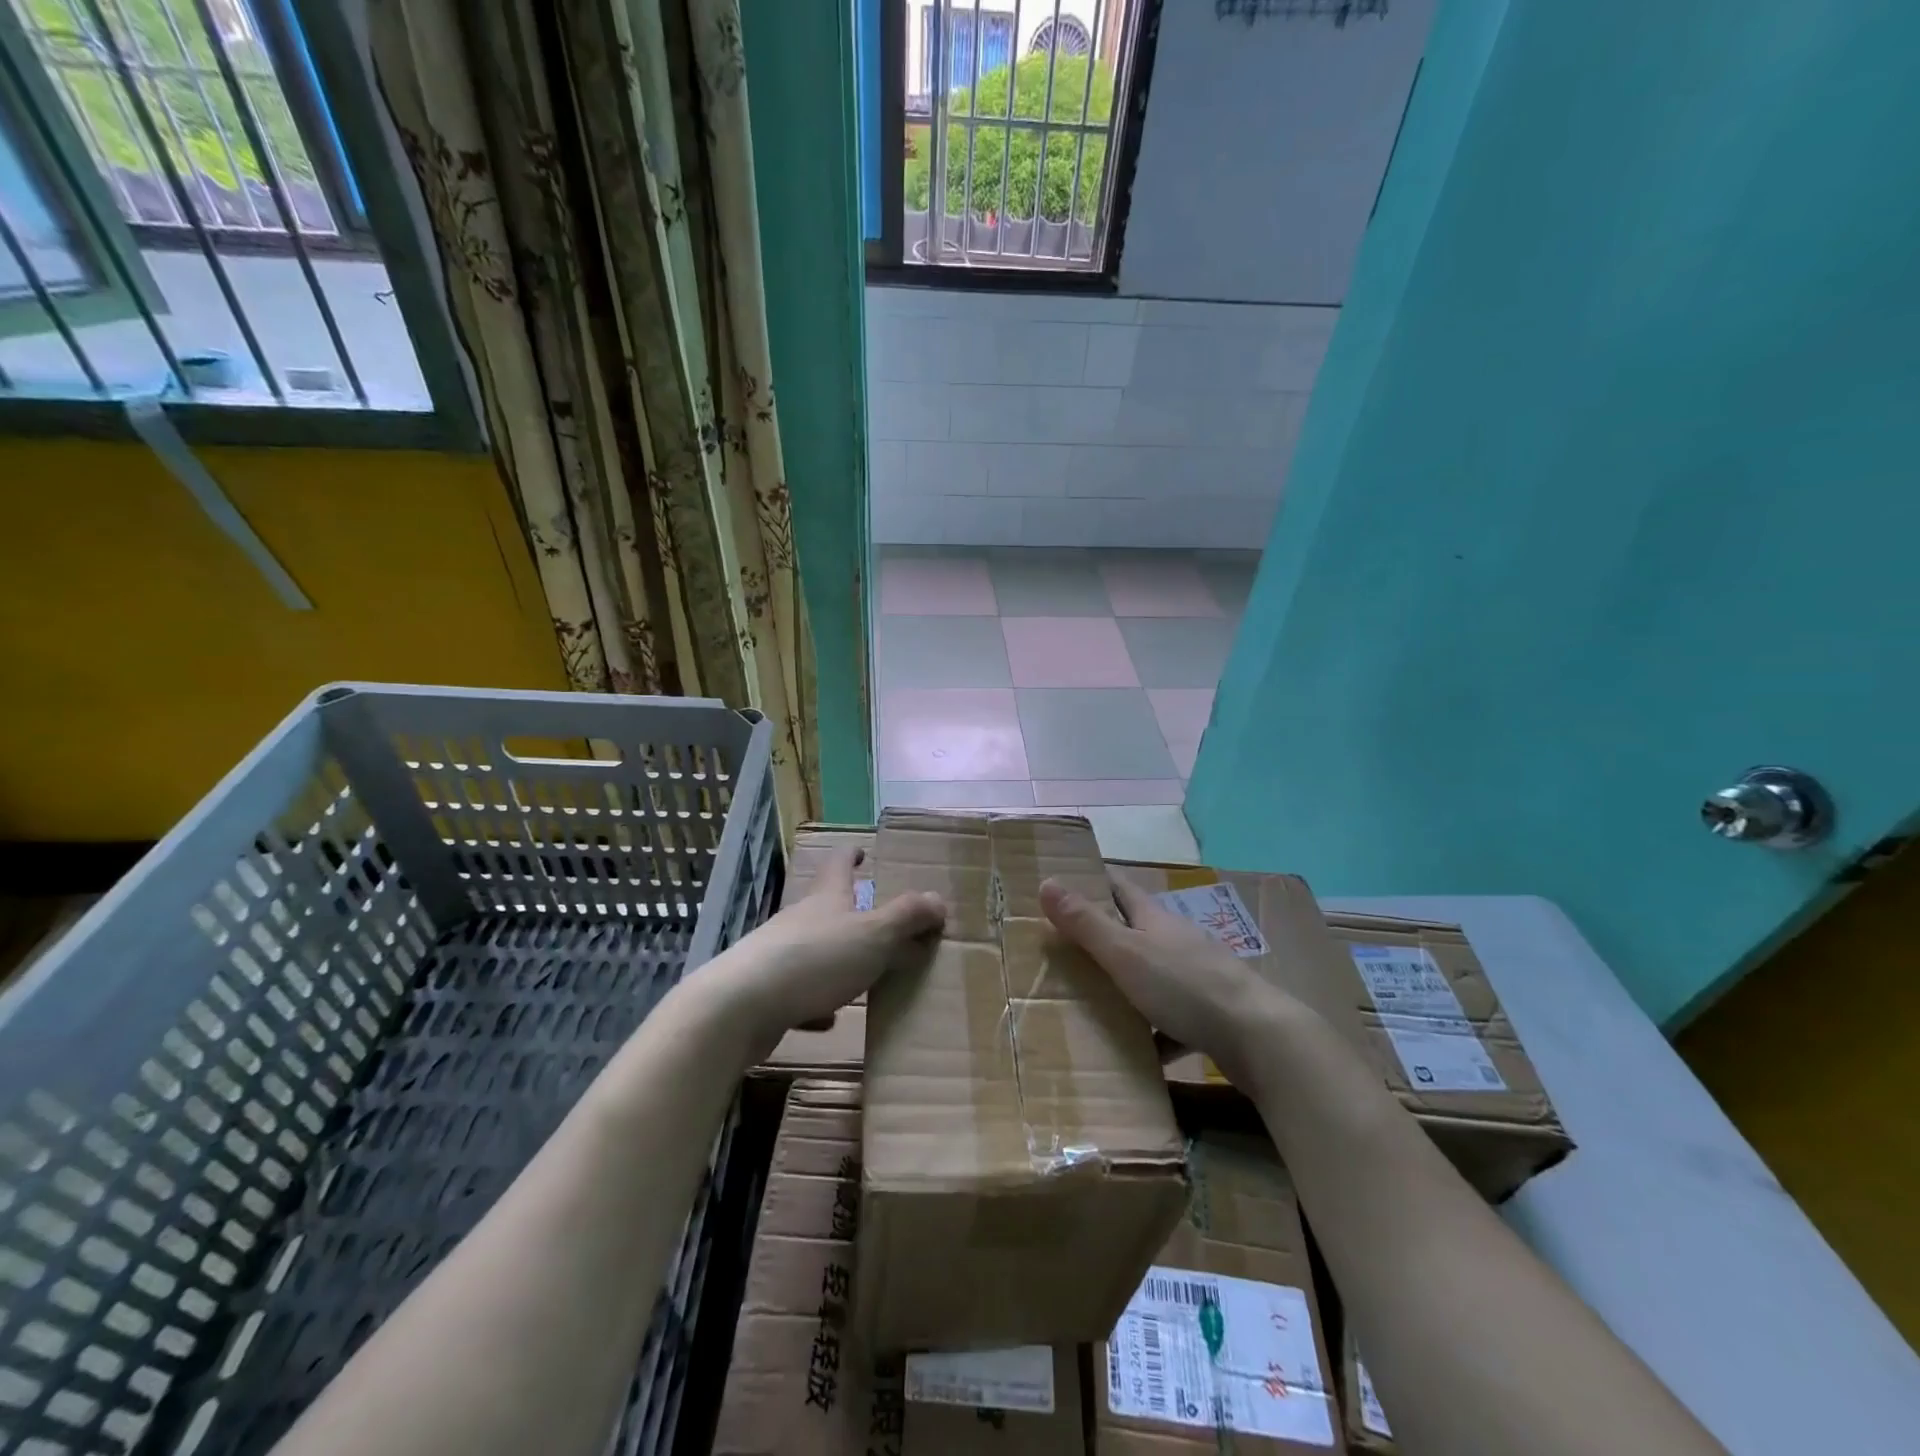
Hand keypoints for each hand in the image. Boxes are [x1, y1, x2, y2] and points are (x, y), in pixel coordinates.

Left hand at [711, 846, 945, 1052]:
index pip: (838, 863)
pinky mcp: (766, 992)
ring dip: (837, 956)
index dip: (850, 854)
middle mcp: (801, 919)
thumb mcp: (874, 935)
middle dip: (850, 909)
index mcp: (827, 898)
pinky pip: (799, 992)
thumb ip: (908, 917)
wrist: (741, 1006)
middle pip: (827, 906)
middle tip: (878, 921)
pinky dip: (817, 1000)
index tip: (860, 850)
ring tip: (863, 972)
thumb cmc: (815, 959)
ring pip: (814, 949)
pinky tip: (829, 1019)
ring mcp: (779, 954)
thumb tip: (938, 899)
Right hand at [1040, 874, 1296, 1090]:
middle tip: (1063, 944)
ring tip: (1090, 999)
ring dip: (1125, 982)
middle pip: (1135, 929)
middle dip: (1102, 933)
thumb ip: (1086, 923)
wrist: (1258, 1036)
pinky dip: (1153, 1030)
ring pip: (1152, 974)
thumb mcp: (1125, 953)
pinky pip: (1171, 1018)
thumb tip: (1046, 882)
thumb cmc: (1185, 986)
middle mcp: (1176, 940)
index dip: (1092, 880)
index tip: (1063, 880)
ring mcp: (1197, 976)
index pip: (1119, 887)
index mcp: (1155, 919)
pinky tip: (1137, 1051)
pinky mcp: (1209, 1013)